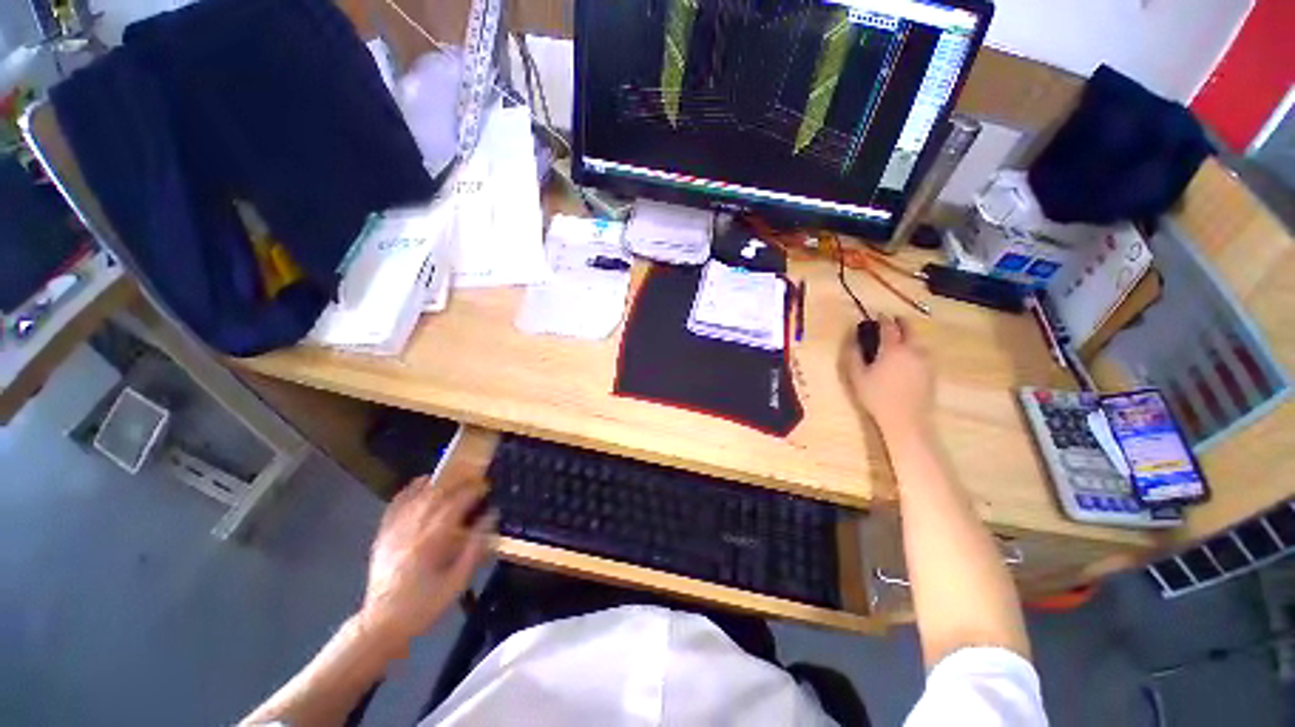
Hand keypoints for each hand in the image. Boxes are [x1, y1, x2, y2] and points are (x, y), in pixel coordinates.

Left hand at [358, 475, 494, 649]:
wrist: (381, 624)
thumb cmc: (424, 605)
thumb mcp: (457, 581)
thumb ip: (475, 547)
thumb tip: (491, 516)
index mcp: (431, 541)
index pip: (455, 505)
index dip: (472, 491)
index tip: (486, 486)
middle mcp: (411, 530)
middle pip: (436, 495)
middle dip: (458, 482)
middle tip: (474, 478)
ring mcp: (394, 531)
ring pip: (417, 497)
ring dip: (438, 483)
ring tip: (454, 477)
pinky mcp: (383, 535)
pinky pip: (395, 505)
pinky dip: (409, 490)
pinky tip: (420, 482)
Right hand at [841, 315, 933, 439]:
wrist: (906, 420)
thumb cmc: (877, 397)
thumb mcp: (857, 376)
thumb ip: (853, 354)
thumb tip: (852, 338)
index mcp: (893, 349)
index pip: (889, 326)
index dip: (883, 318)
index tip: (877, 315)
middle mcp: (913, 350)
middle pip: (910, 329)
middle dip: (900, 322)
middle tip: (891, 321)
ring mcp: (925, 361)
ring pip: (918, 341)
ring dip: (908, 336)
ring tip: (897, 341)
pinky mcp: (931, 372)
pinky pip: (922, 353)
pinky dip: (914, 349)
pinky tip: (906, 359)